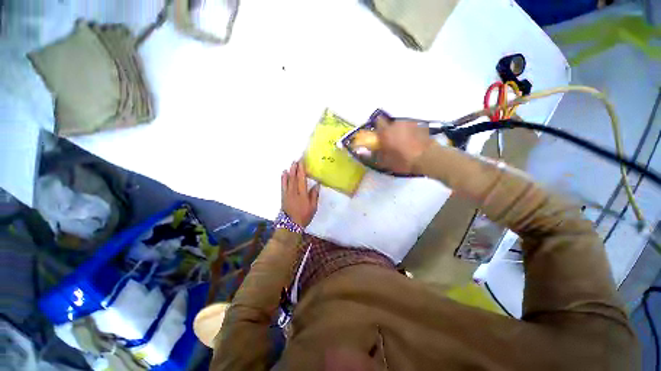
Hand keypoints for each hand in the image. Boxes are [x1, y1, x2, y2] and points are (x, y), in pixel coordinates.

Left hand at [281, 161, 319, 226]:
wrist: (291, 224)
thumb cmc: (304, 216)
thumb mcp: (313, 207)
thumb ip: (314, 195)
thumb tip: (316, 184)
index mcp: (302, 194)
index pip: (301, 179)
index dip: (302, 170)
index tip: (302, 162)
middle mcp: (294, 192)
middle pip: (294, 177)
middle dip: (295, 168)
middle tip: (296, 160)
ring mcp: (287, 193)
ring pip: (288, 180)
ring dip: (289, 171)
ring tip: (291, 164)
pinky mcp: (283, 196)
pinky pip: (283, 185)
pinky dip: (283, 178)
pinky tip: (284, 173)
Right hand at [375, 115, 433, 173]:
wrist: (427, 158)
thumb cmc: (403, 161)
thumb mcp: (385, 162)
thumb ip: (372, 155)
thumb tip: (361, 152)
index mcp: (386, 132)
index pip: (378, 121)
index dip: (377, 128)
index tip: (379, 136)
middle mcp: (397, 124)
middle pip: (390, 124)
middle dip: (389, 131)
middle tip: (391, 142)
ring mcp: (410, 124)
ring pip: (400, 125)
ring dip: (399, 132)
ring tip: (403, 143)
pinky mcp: (420, 126)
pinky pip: (410, 127)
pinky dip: (409, 133)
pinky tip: (413, 142)